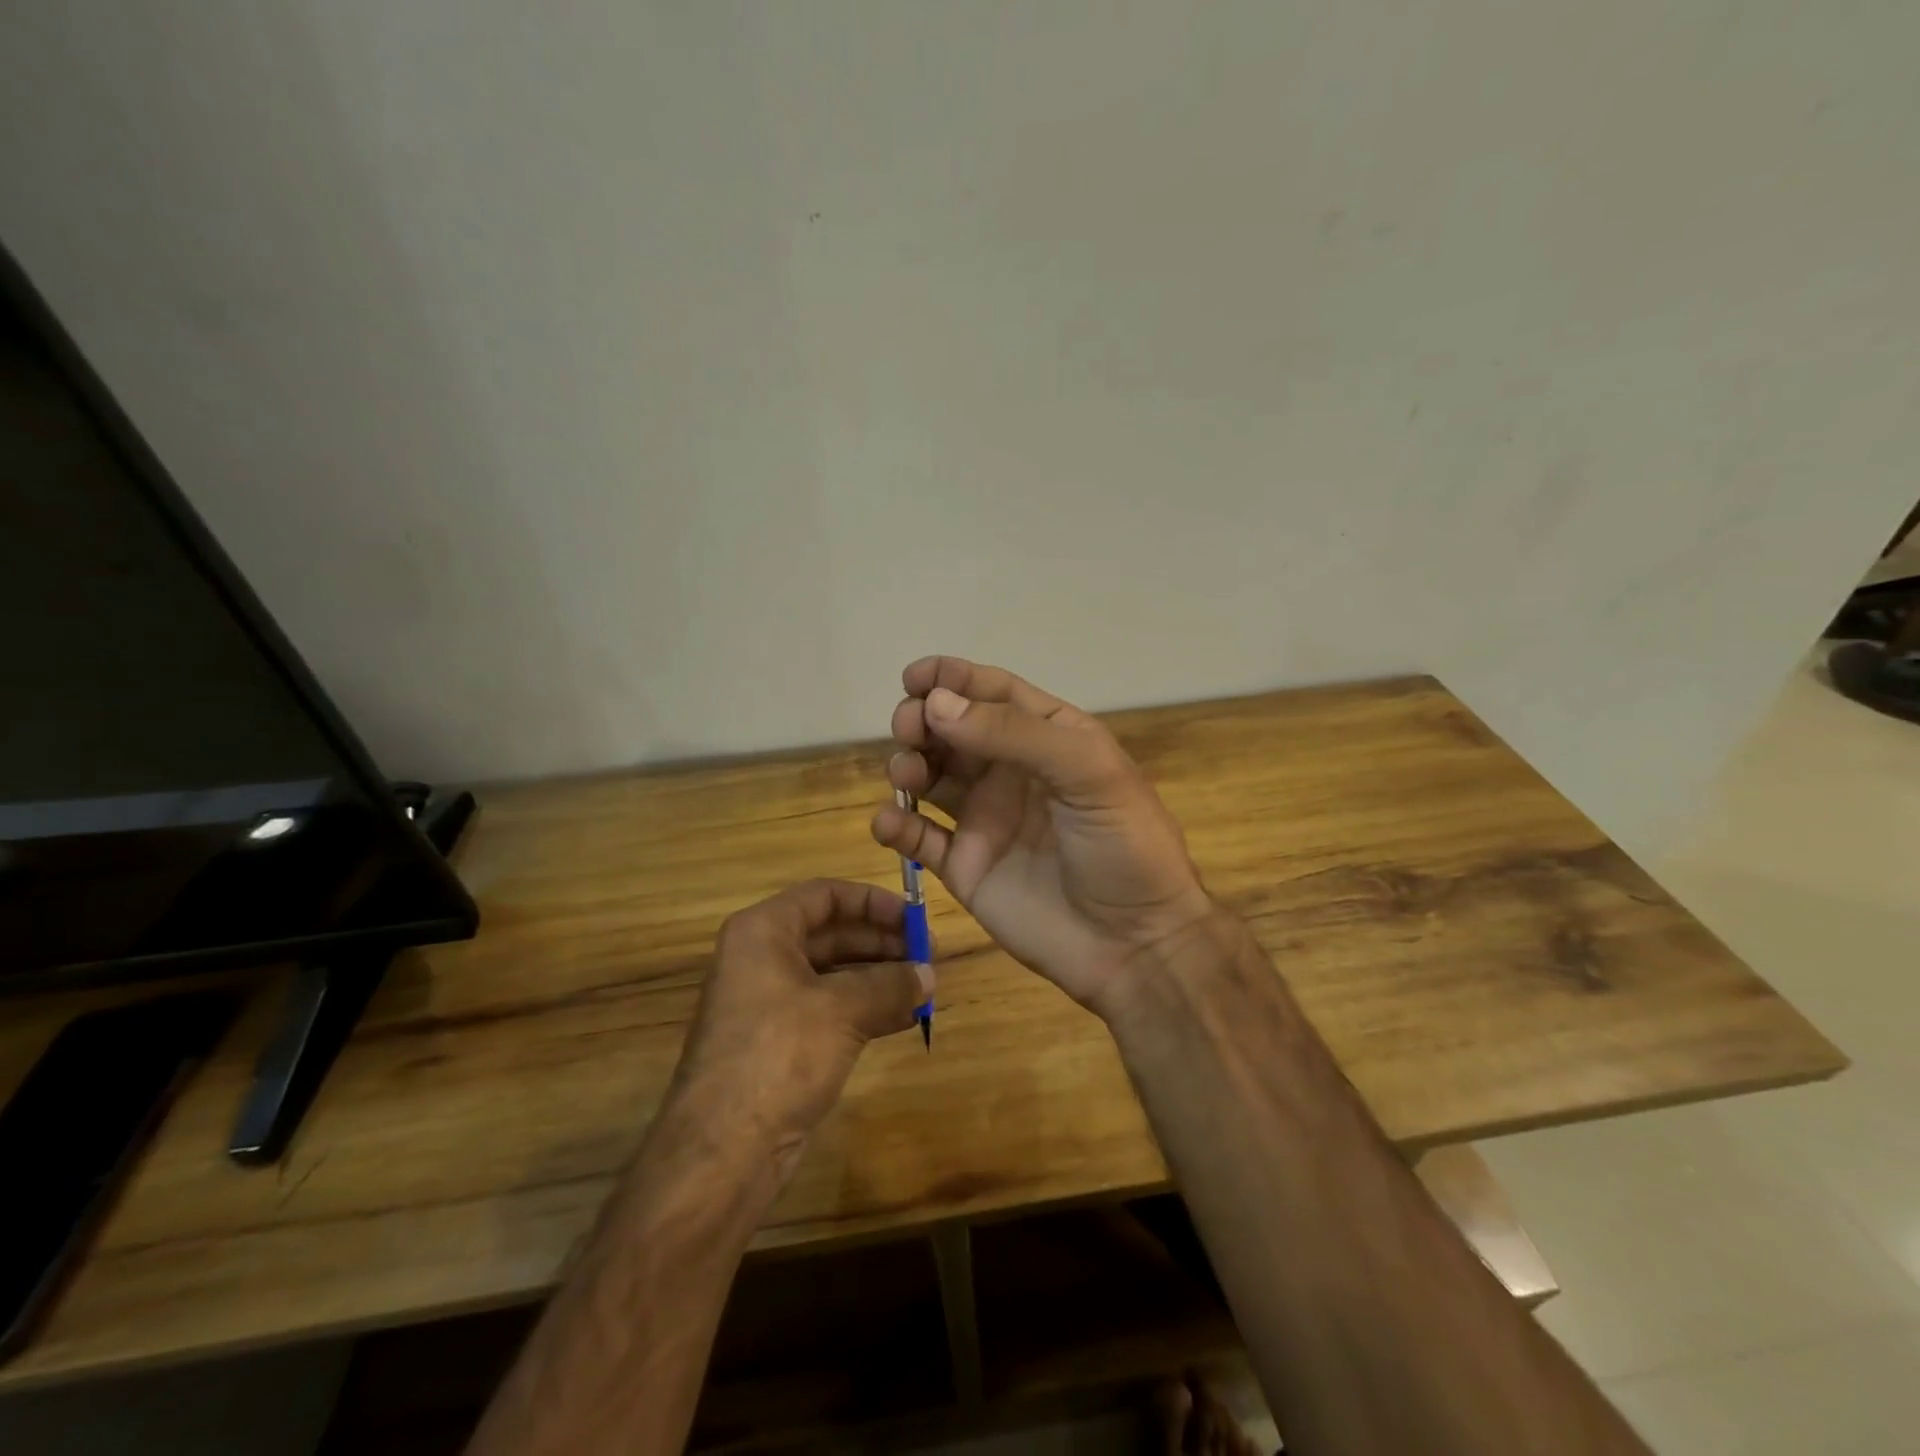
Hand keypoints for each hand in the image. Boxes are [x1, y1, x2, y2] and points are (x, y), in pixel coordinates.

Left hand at [672, 879, 930, 1177]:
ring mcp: (771, 1002)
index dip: (873, 901)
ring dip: (880, 976)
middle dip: (882, 942)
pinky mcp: (782, 1041)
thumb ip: (890, 984)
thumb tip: (929, 975)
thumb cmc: (779, 1056)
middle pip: (832, 932)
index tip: (915, 918)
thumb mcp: (842, 1010)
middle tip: (930, 955)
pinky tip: (906, 1017)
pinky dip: (868, 1008)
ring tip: (926, 985)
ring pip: (835, 973)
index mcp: (763, 932)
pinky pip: (831, 1009)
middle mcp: (764, 958)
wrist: (723, 1151)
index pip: (825, 895)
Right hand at [870, 657, 1212, 1013]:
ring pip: (931, 777)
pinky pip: (919, 838)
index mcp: (1049, 738)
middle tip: (908, 728)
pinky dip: (895, 826)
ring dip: (908, 765)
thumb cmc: (1124, 846)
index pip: (993, 693)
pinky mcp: (965, 866)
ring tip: (907, 775)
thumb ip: (1013, 733)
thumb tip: (937, 704)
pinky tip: (888, 823)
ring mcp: (986, 819)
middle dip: (922, 719)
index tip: (914, 678)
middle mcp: (1012, 772)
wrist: (1135, 945)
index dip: (953, 679)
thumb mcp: (1087, 773)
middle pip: (952, 730)